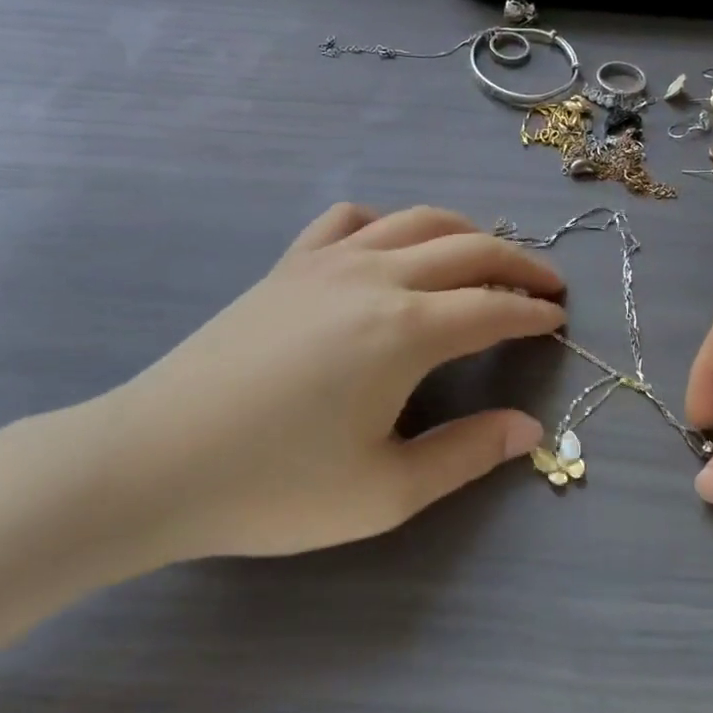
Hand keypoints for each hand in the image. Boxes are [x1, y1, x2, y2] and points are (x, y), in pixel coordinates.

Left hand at [68, 204, 563, 570]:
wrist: (154, 461)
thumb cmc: (274, 487)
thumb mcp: (384, 491)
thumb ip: (466, 455)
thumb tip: (529, 429)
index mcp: (406, 330)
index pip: (493, 308)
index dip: (534, 313)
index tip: (559, 321)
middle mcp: (376, 278)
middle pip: (468, 248)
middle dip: (518, 263)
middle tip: (547, 285)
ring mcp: (327, 262)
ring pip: (415, 221)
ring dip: (464, 233)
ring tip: (486, 258)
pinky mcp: (288, 265)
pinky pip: (349, 221)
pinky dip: (387, 224)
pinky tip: (390, 247)